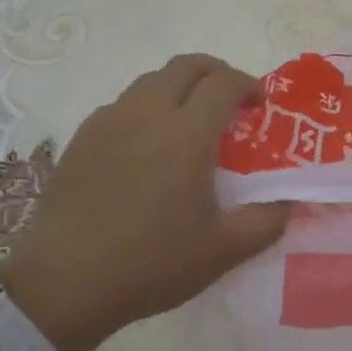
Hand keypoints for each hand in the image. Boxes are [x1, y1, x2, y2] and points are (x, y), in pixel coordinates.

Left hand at [0, 54, 290, 350]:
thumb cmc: (149, 264)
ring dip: (180, 87)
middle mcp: (147, 114)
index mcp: (186, 134)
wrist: (62, 284)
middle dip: (216, 72)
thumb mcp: (222, 252)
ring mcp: (109, 121)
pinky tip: (148, 144)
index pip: (223, 82)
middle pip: (187, 66)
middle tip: (229, 101)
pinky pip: (123, 103)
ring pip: (152, 80)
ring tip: (190, 120)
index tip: (258, 105)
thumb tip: (288, 202)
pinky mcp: (83, 137)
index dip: (247, 85)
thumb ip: (266, 222)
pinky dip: (147, 106)